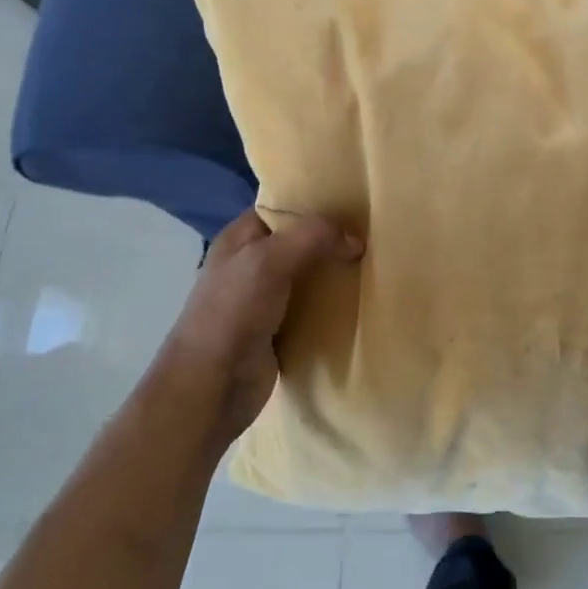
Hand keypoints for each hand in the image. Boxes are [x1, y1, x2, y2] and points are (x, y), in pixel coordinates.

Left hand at [158, 208, 362, 445]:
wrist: (211, 386)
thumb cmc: (232, 312)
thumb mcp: (269, 260)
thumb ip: (312, 237)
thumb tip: (356, 240)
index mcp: (240, 239)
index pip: (281, 208)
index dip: (314, 203)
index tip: (355, 202)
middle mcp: (252, 265)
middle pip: (300, 242)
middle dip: (332, 239)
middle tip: (374, 234)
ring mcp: (265, 300)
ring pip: (309, 276)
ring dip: (336, 274)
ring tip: (376, 264)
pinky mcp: (280, 331)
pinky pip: (313, 309)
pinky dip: (333, 306)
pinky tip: (360, 301)